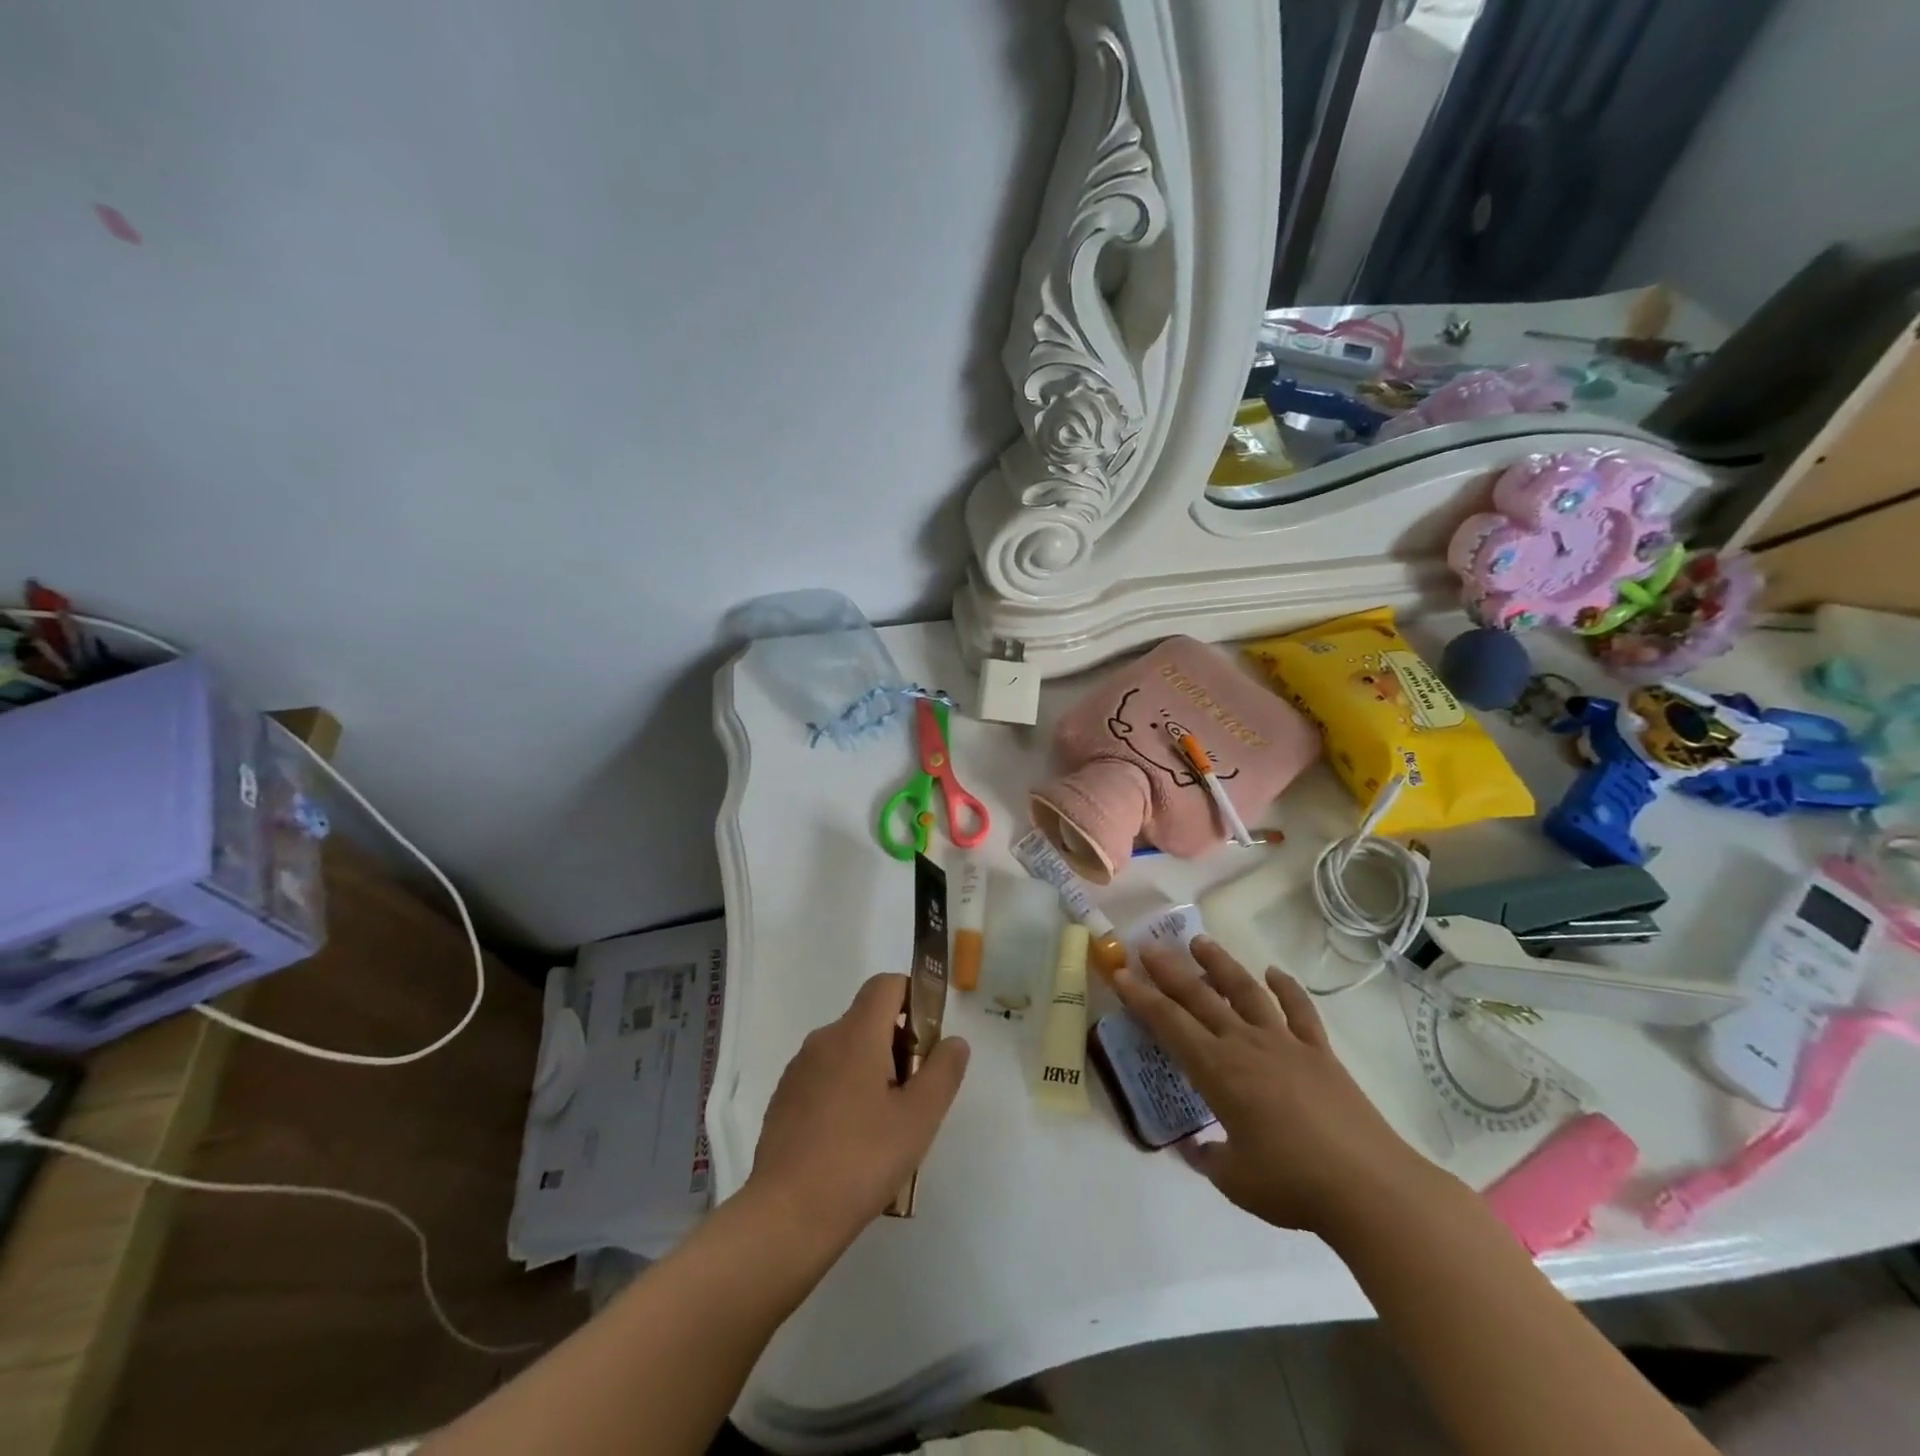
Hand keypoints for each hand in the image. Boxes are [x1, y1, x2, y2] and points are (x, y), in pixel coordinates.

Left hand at [746, 973, 968, 1251]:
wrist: (785, 1218)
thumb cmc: (861, 1161)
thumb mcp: (919, 1118)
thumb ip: (943, 1071)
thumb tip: (953, 1040)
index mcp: (856, 1034)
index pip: (887, 985)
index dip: (914, 997)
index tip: (928, 1040)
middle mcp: (823, 1040)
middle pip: (869, 1019)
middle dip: (898, 1044)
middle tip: (915, 1095)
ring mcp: (798, 1070)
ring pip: (847, 1051)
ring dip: (872, 1071)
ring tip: (887, 1127)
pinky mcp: (783, 1100)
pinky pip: (825, 1078)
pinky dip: (846, 1093)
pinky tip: (853, 1143)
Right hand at [1114, 937, 1436, 1238]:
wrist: (1369, 1188)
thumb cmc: (1292, 1184)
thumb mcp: (1234, 1181)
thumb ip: (1208, 1159)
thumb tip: (1194, 1147)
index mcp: (1217, 1070)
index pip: (1169, 1023)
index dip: (1141, 997)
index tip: (1121, 973)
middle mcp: (1245, 1044)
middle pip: (1200, 997)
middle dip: (1170, 970)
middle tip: (1149, 945)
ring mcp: (1286, 1043)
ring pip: (1246, 991)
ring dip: (1221, 964)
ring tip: (1200, 941)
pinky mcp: (1320, 1052)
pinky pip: (1300, 1011)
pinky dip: (1286, 988)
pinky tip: (1274, 972)